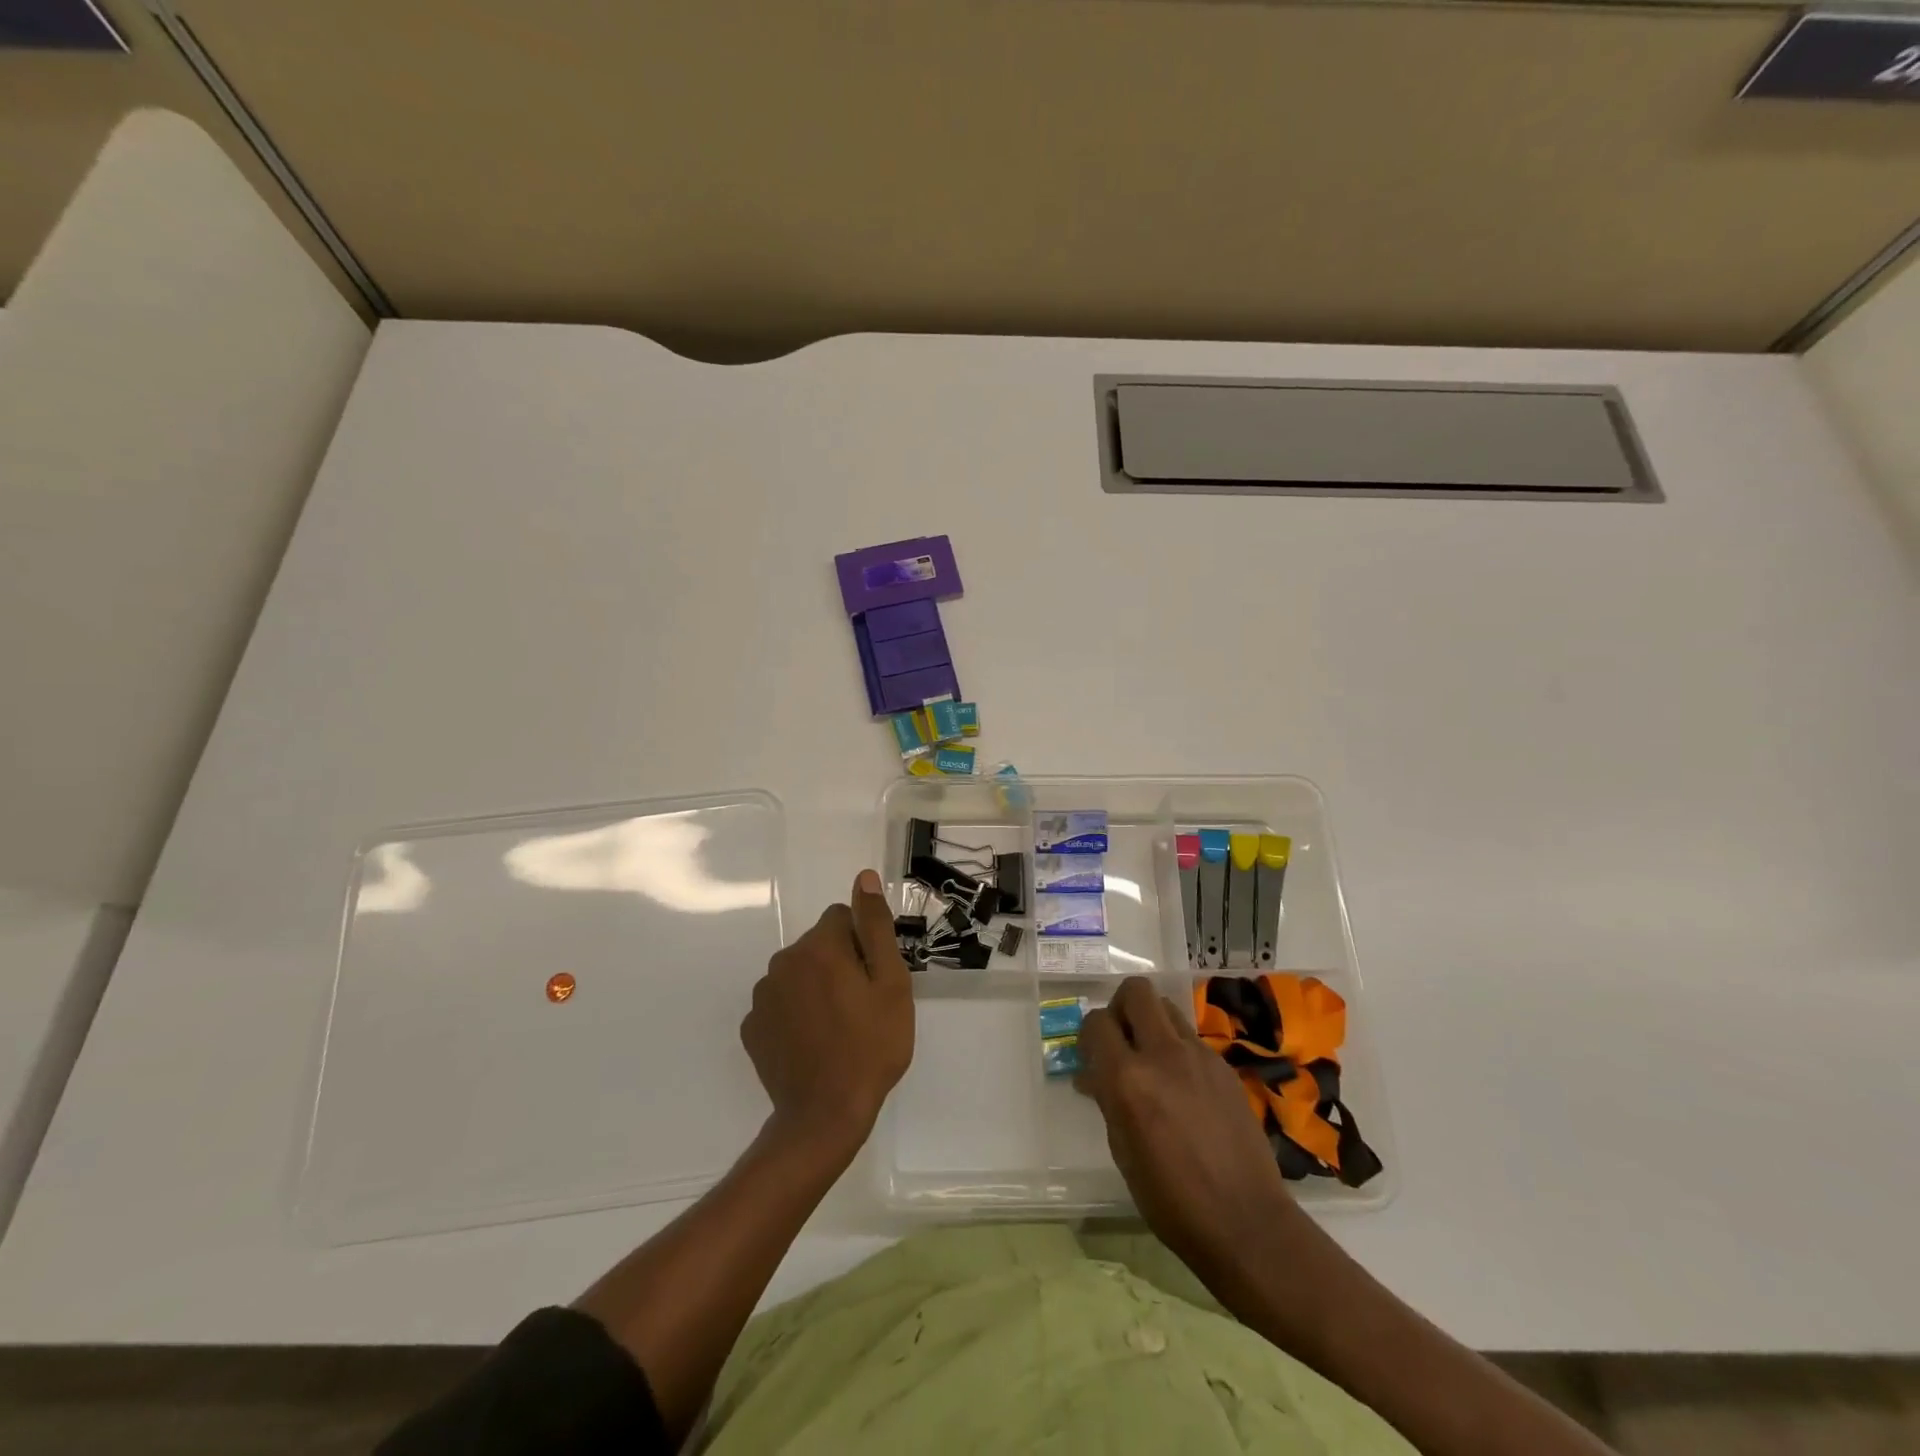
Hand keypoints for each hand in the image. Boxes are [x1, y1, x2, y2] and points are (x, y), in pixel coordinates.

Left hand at [740, 869, 913, 1156]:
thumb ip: (875, 926)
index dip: (863, 944)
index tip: (874, 979)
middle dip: (839, 963)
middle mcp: (782, 962)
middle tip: (861, 1006)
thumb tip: (865, 877)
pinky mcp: (752, 1027)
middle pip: (818, 945)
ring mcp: (762, 996)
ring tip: (837, 1028)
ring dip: (815, 987)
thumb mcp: (890, 983)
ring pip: (798, 973)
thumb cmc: (871, 1046)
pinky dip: (795, 1013)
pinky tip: (812, 1043)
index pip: (842, 917)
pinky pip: (780, 1003)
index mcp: (818, 947)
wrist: (825, 1115)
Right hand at [1075, 977, 1299, 1277]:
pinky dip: (1178, 1049)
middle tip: (1121, 1039)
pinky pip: (1191, 1038)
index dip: (1089, 1034)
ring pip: (1166, 1007)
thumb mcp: (1122, 1151)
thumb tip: (1094, 1075)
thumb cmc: (1171, 1200)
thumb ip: (1107, 1099)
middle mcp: (1162, 1054)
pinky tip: (1183, 1087)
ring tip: (1151, 1059)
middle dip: (1121, 1007)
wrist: (1246, 1223)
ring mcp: (1199, 1056)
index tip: (1091, 1055)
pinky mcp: (1224, 1067)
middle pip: (1136, 991)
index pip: (1097, 1022)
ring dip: (1151, 1022)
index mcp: (1128, 1079)